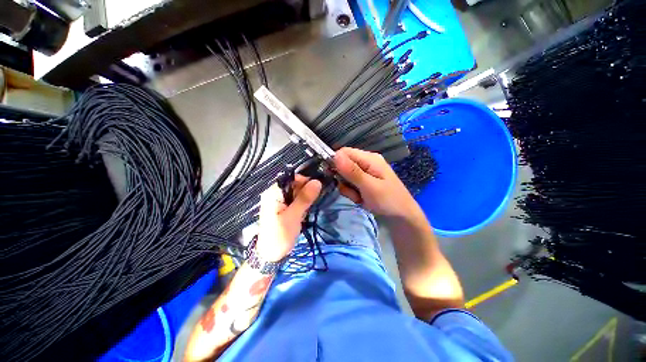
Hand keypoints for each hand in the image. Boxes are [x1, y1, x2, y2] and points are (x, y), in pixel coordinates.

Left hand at [256, 175, 321, 261]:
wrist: (271, 255)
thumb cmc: (280, 235)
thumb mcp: (293, 216)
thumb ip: (304, 198)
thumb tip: (317, 181)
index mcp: (274, 193)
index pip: (291, 178)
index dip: (305, 180)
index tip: (317, 188)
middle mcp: (276, 194)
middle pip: (294, 185)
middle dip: (306, 191)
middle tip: (313, 201)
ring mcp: (280, 201)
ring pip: (297, 193)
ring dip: (305, 198)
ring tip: (308, 208)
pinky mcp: (284, 208)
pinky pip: (296, 200)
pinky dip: (302, 204)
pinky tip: (304, 211)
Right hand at [334, 147, 417, 217]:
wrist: (402, 217)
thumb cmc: (389, 200)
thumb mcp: (370, 186)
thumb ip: (352, 171)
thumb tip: (335, 155)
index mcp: (369, 158)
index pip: (344, 152)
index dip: (336, 162)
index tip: (335, 177)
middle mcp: (366, 162)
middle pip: (343, 165)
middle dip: (344, 180)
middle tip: (353, 191)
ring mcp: (365, 173)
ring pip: (345, 177)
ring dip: (348, 189)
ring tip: (359, 198)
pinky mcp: (363, 182)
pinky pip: (350, 185)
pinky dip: (352, 193)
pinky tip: (361, 200)